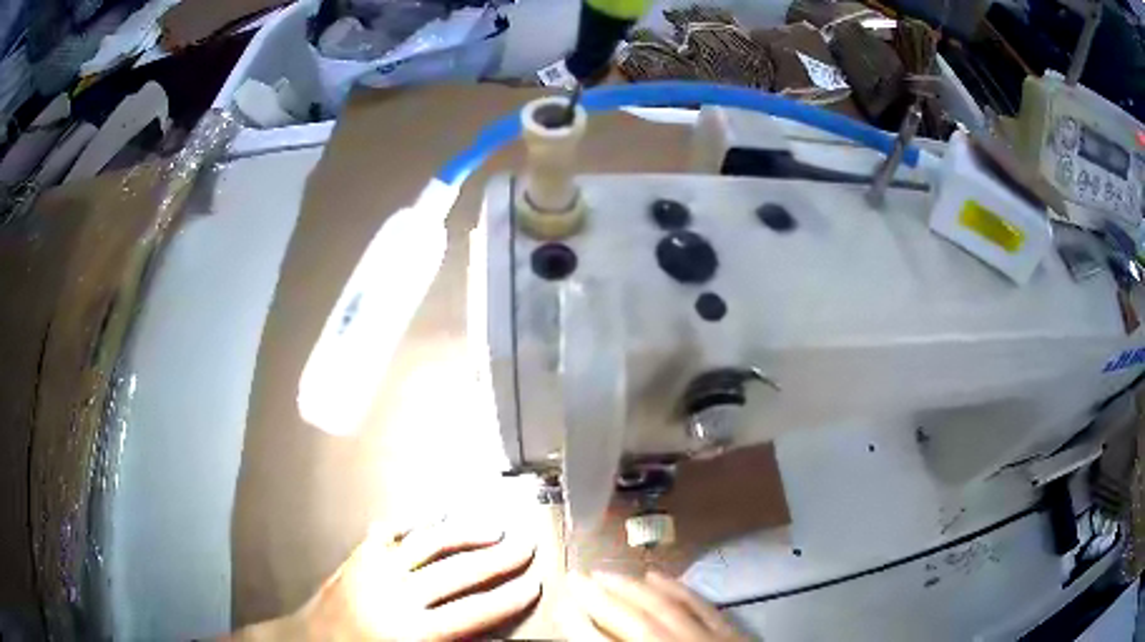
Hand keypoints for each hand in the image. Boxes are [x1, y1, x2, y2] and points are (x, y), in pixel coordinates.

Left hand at [231, 517, 539, 640]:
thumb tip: (490, 638)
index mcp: (412, 631)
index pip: (473, 612)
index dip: (508, 597)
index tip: (536, 583)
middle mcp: (397, 595)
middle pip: (457, 573)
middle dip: (498, 560)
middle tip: (527, 546)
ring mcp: (375, 569)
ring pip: (429, 544)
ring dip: (465, 534)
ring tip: (494, 528)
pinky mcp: (359, 556)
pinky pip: (392, 532)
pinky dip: (417, 522)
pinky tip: (435, 515)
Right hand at [566, 571, 746, 641]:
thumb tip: (593, 641)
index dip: (579, 627)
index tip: (560, 606)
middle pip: (634, 621)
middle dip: (601, 598)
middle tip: (575, 577)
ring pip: (666, 608)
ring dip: (633, 588)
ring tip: (606, 573)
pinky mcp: (733, 635)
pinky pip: (702, 606)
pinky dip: (677, 590)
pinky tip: (657, 577)